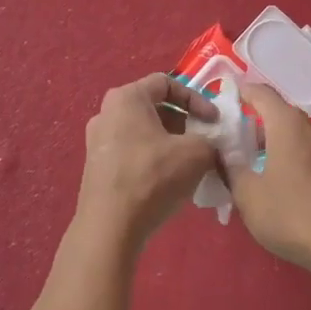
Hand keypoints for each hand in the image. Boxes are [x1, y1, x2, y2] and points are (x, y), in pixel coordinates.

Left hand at [74, 74, 218, 247]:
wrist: (109, 226)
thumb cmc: (152, 177)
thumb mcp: (195, 153)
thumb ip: (210, 140)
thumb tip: (211, 145)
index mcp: (126, 97)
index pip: (166, 83)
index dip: (196, 98)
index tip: (213, 121)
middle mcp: (106, 112)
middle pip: (153, 107)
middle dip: (184, 122)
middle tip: (204, 141)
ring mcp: (97, 140)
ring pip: (143, 131)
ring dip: (170, 142)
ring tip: (190, 163)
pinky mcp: (96, 166)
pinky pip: (132, 151)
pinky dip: (153, 158)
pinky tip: (169, 180)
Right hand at [226, 84, 310, 273]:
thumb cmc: (292, 215)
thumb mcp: (248, 196)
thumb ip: (230, 169)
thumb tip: (221, 153)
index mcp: (287, 124)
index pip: (260, 93)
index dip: (241, 92)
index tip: (226, 101)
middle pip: (280, 116)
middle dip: (257, 127)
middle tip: (237, 148)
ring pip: (299, 136)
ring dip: (279, 146)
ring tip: (261, 171)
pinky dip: (298, 161)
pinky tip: (289, 188)